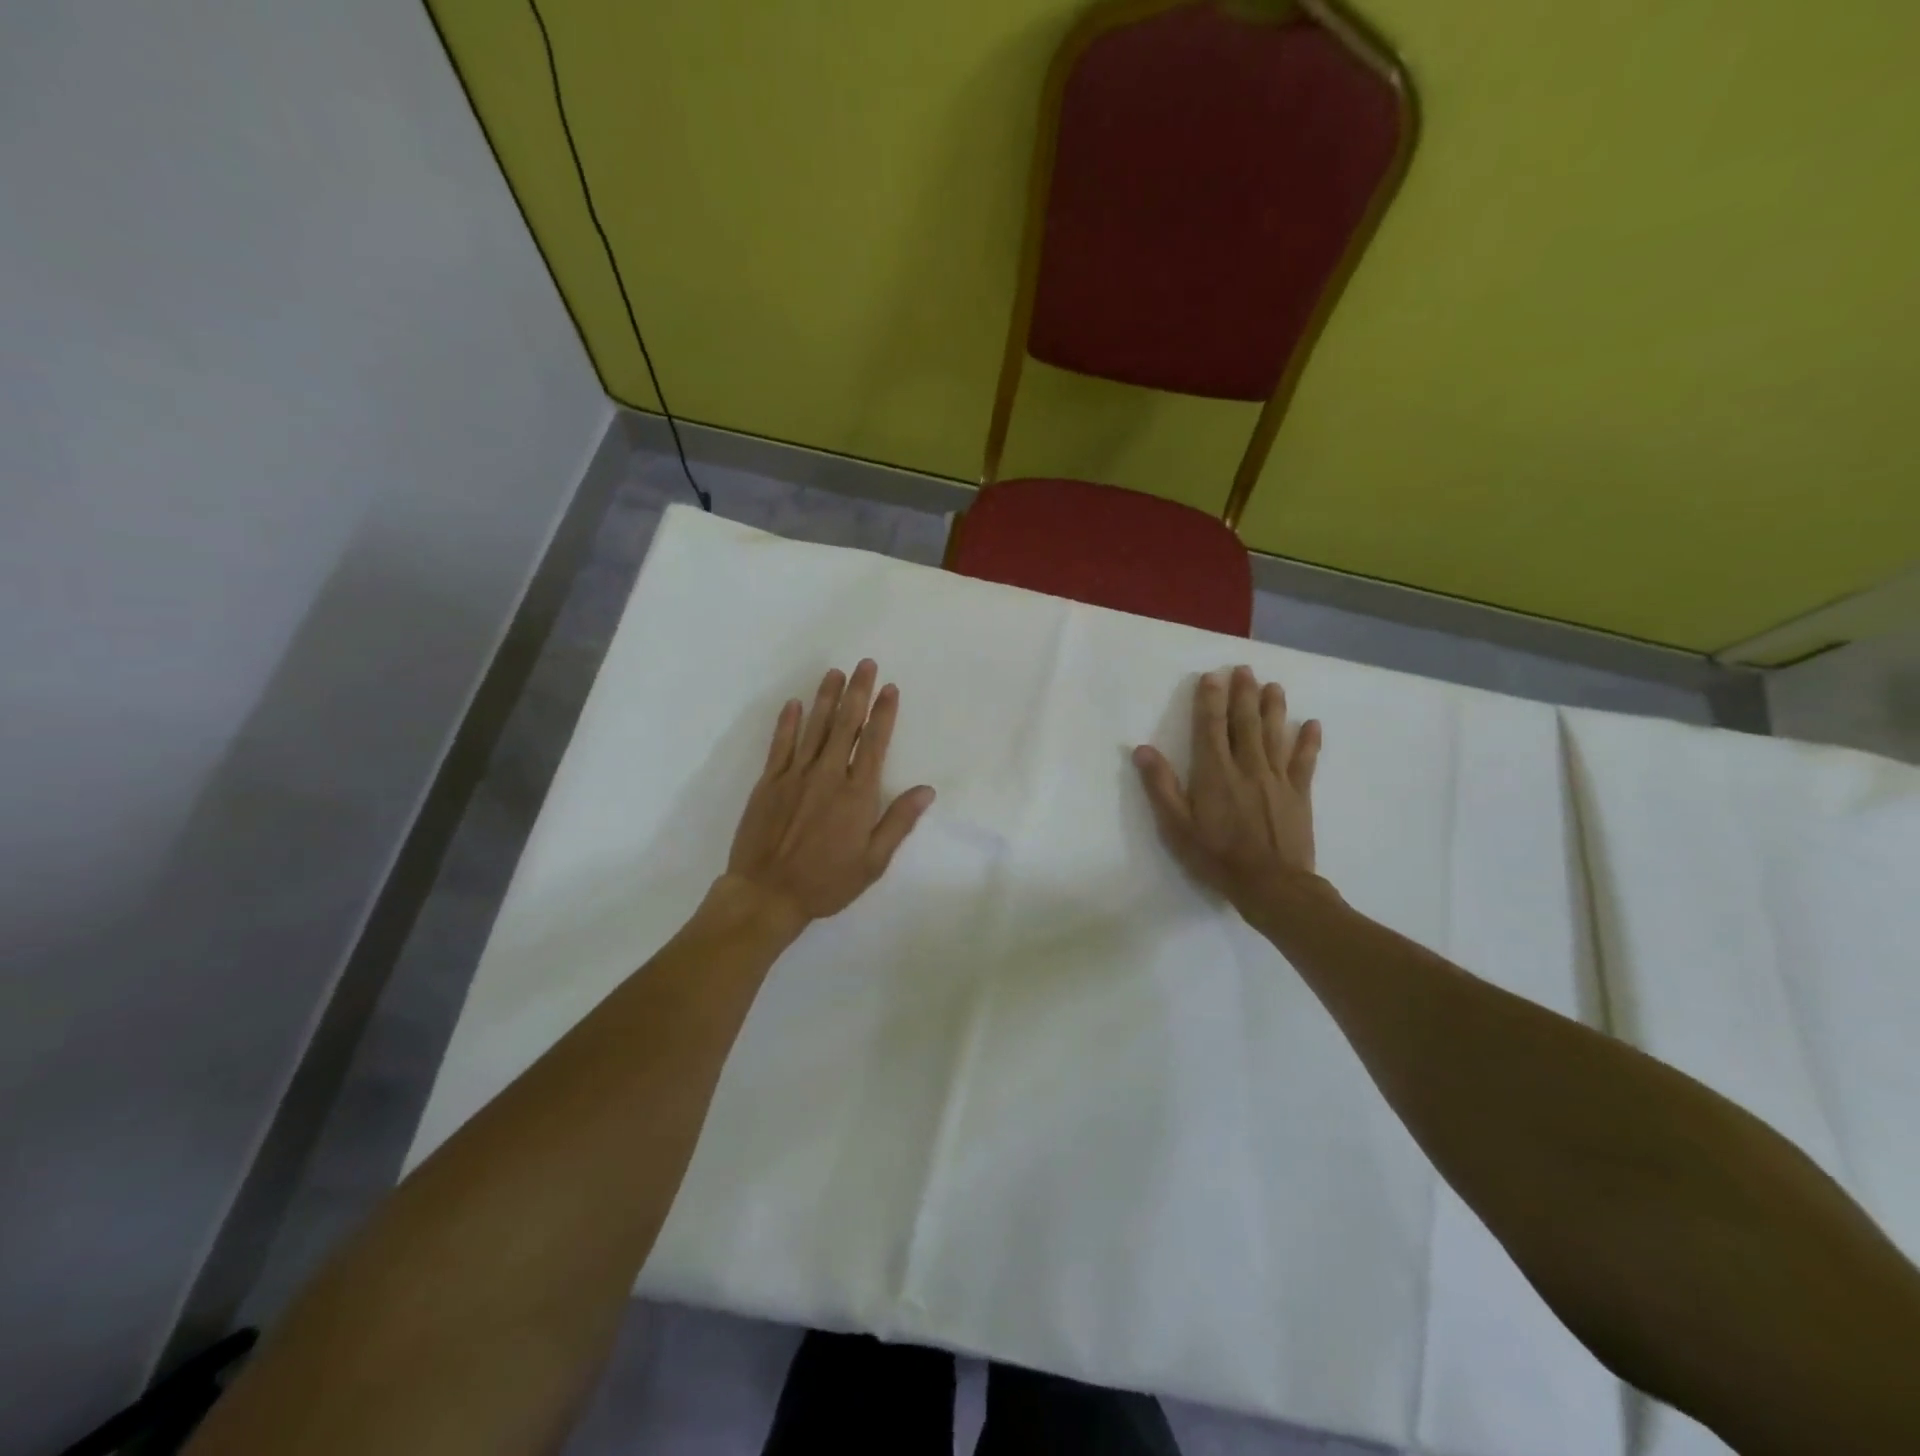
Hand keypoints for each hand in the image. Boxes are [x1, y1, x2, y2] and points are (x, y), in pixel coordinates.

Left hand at [723, 659, 935, 925]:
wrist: (767, 894)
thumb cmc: (826, 882)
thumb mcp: (873, 861)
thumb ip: (898, 821)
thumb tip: (926, 790)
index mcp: (857, 794)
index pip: (874, 743)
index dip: (884, 713)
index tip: (890, 688)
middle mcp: (828, 775)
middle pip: (846, 725)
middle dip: (858, 692)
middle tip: (865, 664)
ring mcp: (795, 775)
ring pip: (814, 727)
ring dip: (826, 698)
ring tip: (835, 673)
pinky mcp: (768, 782)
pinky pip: (780, 745)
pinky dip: (788, 722)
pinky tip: (794, 703)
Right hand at [1133, 666, 1322, 920]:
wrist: (1271, 885)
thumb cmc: (1216, 857)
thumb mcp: (1176, 826)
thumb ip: (1161, 786)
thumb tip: (1142, 749)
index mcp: (1215, 772)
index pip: (1210, 727)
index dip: (1210, 700)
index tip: (1212, 677)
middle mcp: (1247, 766)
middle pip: (1246, 722)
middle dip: (1243, 694)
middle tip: (1245, 669)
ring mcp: (1277, 778)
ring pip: (1275, 734)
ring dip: (1274, 708)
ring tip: (1273, 686)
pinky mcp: (1299, 793)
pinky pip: (1306, 761)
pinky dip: (1309, 742)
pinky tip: (1312, 724)